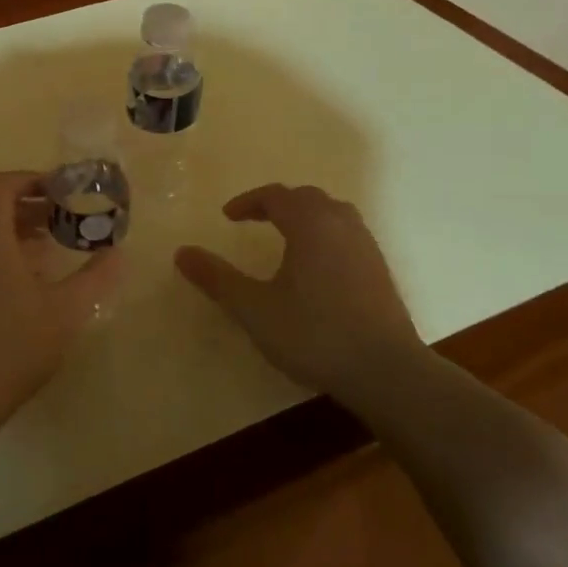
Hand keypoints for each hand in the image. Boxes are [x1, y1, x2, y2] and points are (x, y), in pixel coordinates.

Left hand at [0, 171, 121, 424]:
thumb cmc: (15, 344)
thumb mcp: (67, 310)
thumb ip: (96, 276)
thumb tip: (118, 252)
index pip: (0, 185)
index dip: (30, 178)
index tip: (60, 191)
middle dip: (30, 210)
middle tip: (64, 222)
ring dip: (16, 237)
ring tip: (50, 254)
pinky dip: (0, 260)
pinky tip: (24, 290)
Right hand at [175, 184, 424, 400]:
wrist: (386, 370)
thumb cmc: (314, 334)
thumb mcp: (254, 309)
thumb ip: (217, 278)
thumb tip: (182, 252)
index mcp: (310, 225)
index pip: (276, 196)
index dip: (248, 202)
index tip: (228, 217)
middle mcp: (341, 225)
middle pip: (307, 198)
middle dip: (277, 204)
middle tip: (253, 220)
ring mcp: (366, 246)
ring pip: (332, 213)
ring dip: (305, 216)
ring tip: (286, 236)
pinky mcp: (380, 270)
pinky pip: (347, 234)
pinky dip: (325, 235)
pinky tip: (317, 267)